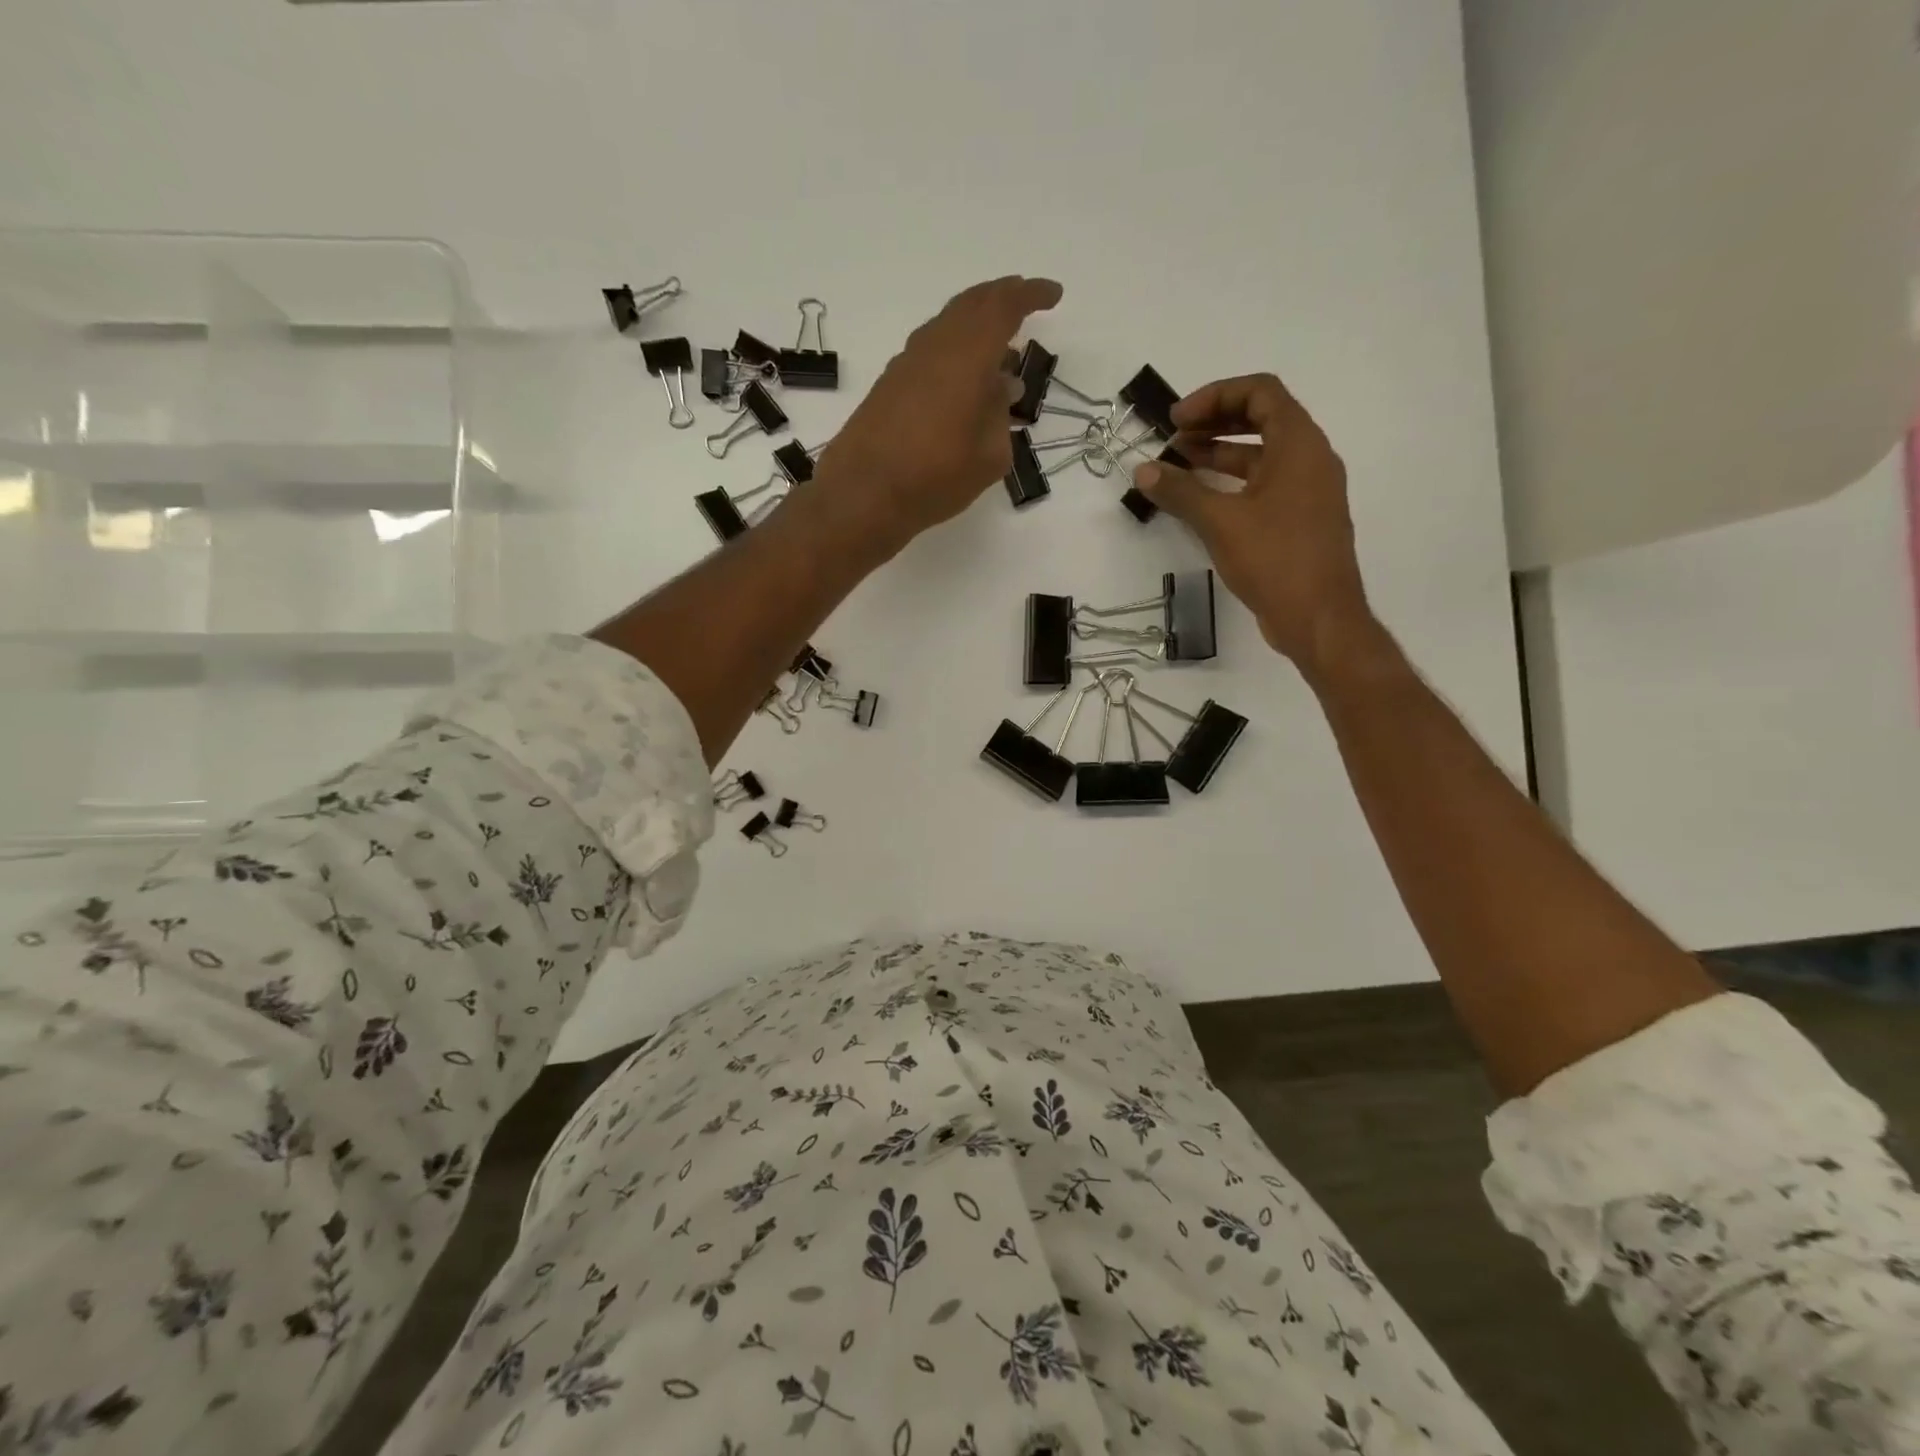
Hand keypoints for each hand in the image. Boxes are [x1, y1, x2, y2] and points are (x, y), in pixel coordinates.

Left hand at [817, 275, 1062, 546]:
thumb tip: (999, 389)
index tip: (1053, 294)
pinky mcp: (889, 385)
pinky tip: (962, 378)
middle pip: (971, 305)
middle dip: (1001, 298)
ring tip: (997, 346)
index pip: (1004, 307)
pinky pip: (930, 351)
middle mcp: (935, 346)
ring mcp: (907, 364)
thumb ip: (1000, 415)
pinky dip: (953, 350)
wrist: (864, 494)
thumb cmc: (937, 476)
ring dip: (975, 326)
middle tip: (1024, 302)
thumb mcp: (989, 455)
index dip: (1031, 295)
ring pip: (947, 326)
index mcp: (968, 354)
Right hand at [1134, 373, 1375, 678]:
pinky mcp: (1300, 520)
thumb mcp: (1221, 522)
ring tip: (1178, 466)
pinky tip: (1201, 501)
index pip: (1260, 392)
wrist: (1319, 618)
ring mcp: (1307, 491)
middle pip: (1262, 419)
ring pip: (1261, 455)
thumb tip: (1142, 470)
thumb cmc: (1275, 560)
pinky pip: (1264, 484)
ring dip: (1220, 454)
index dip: (1215, 396)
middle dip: (1214, 423)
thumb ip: (1180, 492)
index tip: (1177, 419)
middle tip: (1173, 439)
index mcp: (1300, 445)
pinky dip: (1232, 483)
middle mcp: (1310, 459)